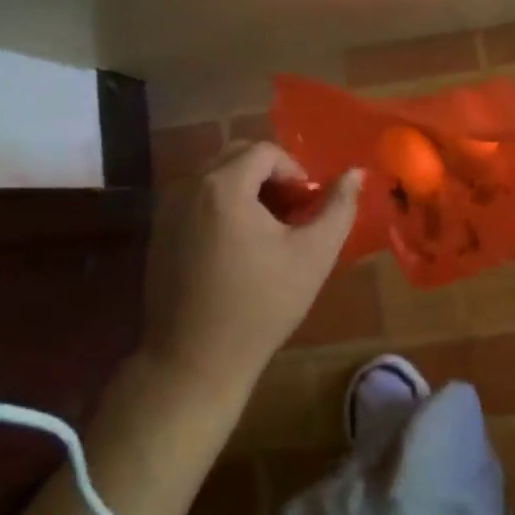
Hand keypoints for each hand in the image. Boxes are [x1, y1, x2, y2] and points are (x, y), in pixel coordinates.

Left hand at [141, 140, 362, 402]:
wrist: (194, 362)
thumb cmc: (260, 306)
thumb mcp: (313, 255)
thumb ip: (339, 207)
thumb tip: (356, 173)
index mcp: (224, 186)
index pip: (266, 152)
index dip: (294, 172)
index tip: (307, 206)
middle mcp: (189, 185)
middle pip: (237, 156)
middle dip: (270, 176)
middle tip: (292, 212)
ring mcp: (167, 209)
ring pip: (215, 176)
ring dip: (246, 189)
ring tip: (268, 229)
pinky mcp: (158, 232)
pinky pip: (197, 199)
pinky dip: (222, 205)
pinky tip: (238, 246)